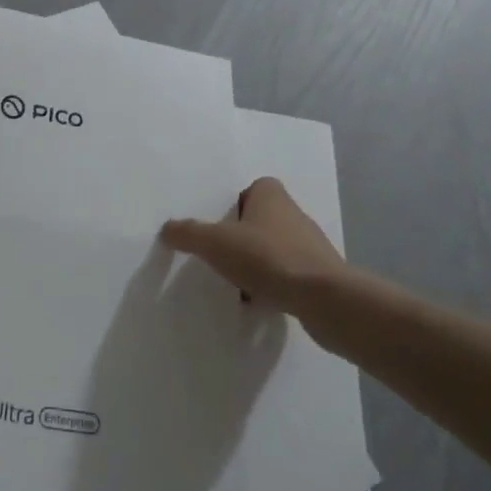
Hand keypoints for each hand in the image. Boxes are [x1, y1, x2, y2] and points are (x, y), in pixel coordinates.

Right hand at [161, 177, 346, 323]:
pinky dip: (274, 285)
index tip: (219, 225)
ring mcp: (311, 245)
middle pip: (261, 219)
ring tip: (237, 282)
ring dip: (258, 263)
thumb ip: (189, 233)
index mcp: (272, 195)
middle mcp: (294, 213)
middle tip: (221, 254)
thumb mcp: (216, 243)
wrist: (323, 299)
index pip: (252, 188)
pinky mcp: (321, 275)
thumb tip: (167, 228)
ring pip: (275, 248)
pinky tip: (260, 301)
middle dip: (243, 236)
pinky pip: (288, 274)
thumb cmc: (268, 257)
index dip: (235, 204)